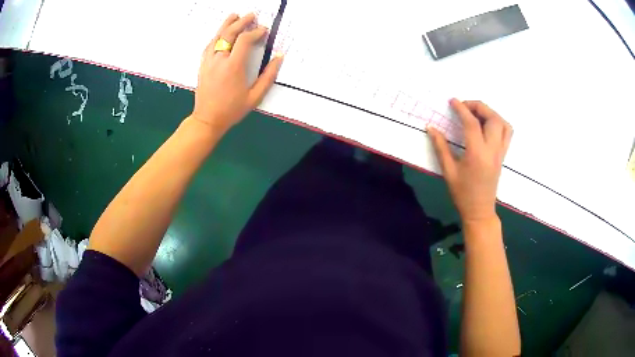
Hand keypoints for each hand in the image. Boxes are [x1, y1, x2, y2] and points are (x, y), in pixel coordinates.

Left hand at [189, 13, 282, 132]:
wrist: (207, 119)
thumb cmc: (232, 110)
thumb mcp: (255, 96)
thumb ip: (268, 76)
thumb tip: (279, 58)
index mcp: (233, 67)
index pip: (244, 40)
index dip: (255, 32)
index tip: (264, 30)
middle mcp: (219, 60)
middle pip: (230, 33)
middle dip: (241, 22)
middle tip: (251, 15)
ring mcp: (208, 61)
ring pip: (217, 37)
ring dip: (226, 24)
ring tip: (234, 15)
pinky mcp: (202, 65)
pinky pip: (209, 45)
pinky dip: (216, 36)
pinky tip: (221, 32)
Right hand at [428, 99, 511, 223]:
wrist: (479, 211)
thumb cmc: (462, 194)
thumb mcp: (448, 171)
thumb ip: (440, 147)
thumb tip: (430, 128)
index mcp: (477, 154)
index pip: (471, 123)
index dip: (461, 109)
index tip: (452, 101)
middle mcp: (492, 150)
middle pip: (492, 118)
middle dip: (478, 106)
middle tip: (464, 106)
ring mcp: (500, 152)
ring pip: (503, 123)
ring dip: (490, 112)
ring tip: (477, 113)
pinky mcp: (503, 155)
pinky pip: (507, 133)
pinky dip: (499, 122)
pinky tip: (487, 125)